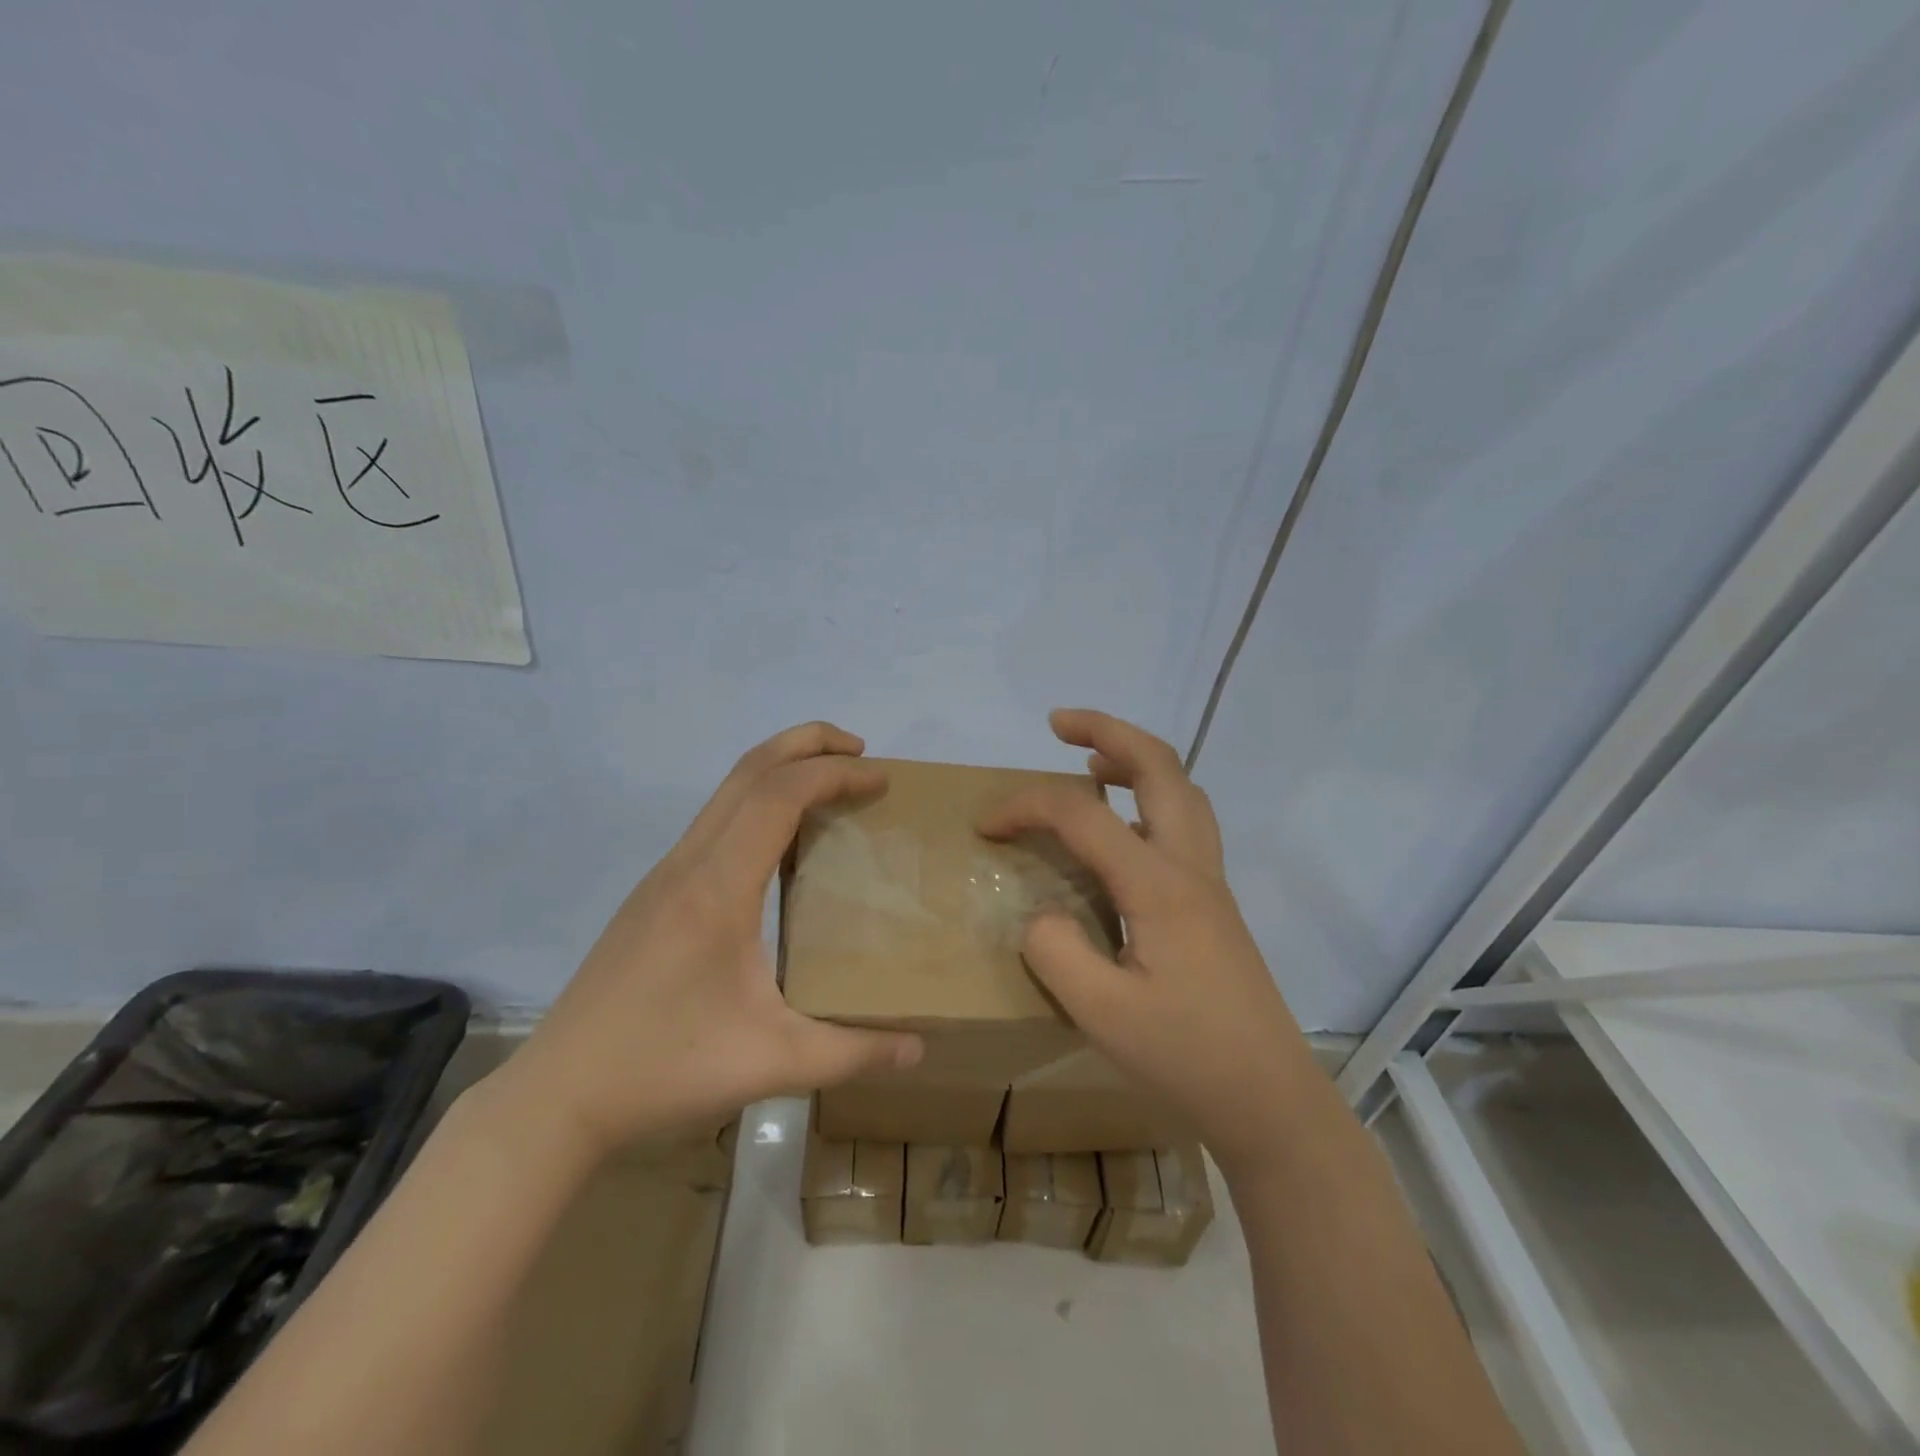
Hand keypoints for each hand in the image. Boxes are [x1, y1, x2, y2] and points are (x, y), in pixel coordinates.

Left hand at [505, 723, 923, 1161]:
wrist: (557, 1096)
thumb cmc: (664, 1068)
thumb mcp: (771, 1064)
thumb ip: (852, 1052)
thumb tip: (919, 1050)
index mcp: (717, 887)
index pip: (779, 795)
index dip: (834, 774)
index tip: (881, 779)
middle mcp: (688, 863)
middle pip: (749, 769)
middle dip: (806, 743)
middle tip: (860, 751)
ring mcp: (664, 875)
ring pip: (726, 792)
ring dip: (780, 771)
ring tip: (829, 787)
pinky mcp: (654, 894)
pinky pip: (714, 823)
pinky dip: (758, 805)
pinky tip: (782, 847)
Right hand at [978, 709, 1316, 1175]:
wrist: (1270, 1098)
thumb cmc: (1186, 1056)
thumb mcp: (1101, 1013)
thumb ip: (1055, 951)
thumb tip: (1039, 916)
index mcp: (1159, 884)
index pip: (1083, 816)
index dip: (1026, 807)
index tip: (984, 826)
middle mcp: (1190, 866)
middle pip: (1159, 767)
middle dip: (1107, 731)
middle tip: (1059, 723)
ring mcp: (1208, 882)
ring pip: (1181, 789)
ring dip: (1135, 760)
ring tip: (1090, 762)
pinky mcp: (1212, 904)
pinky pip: (1183, 823)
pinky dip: (1149, 798)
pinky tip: (1123, 828)